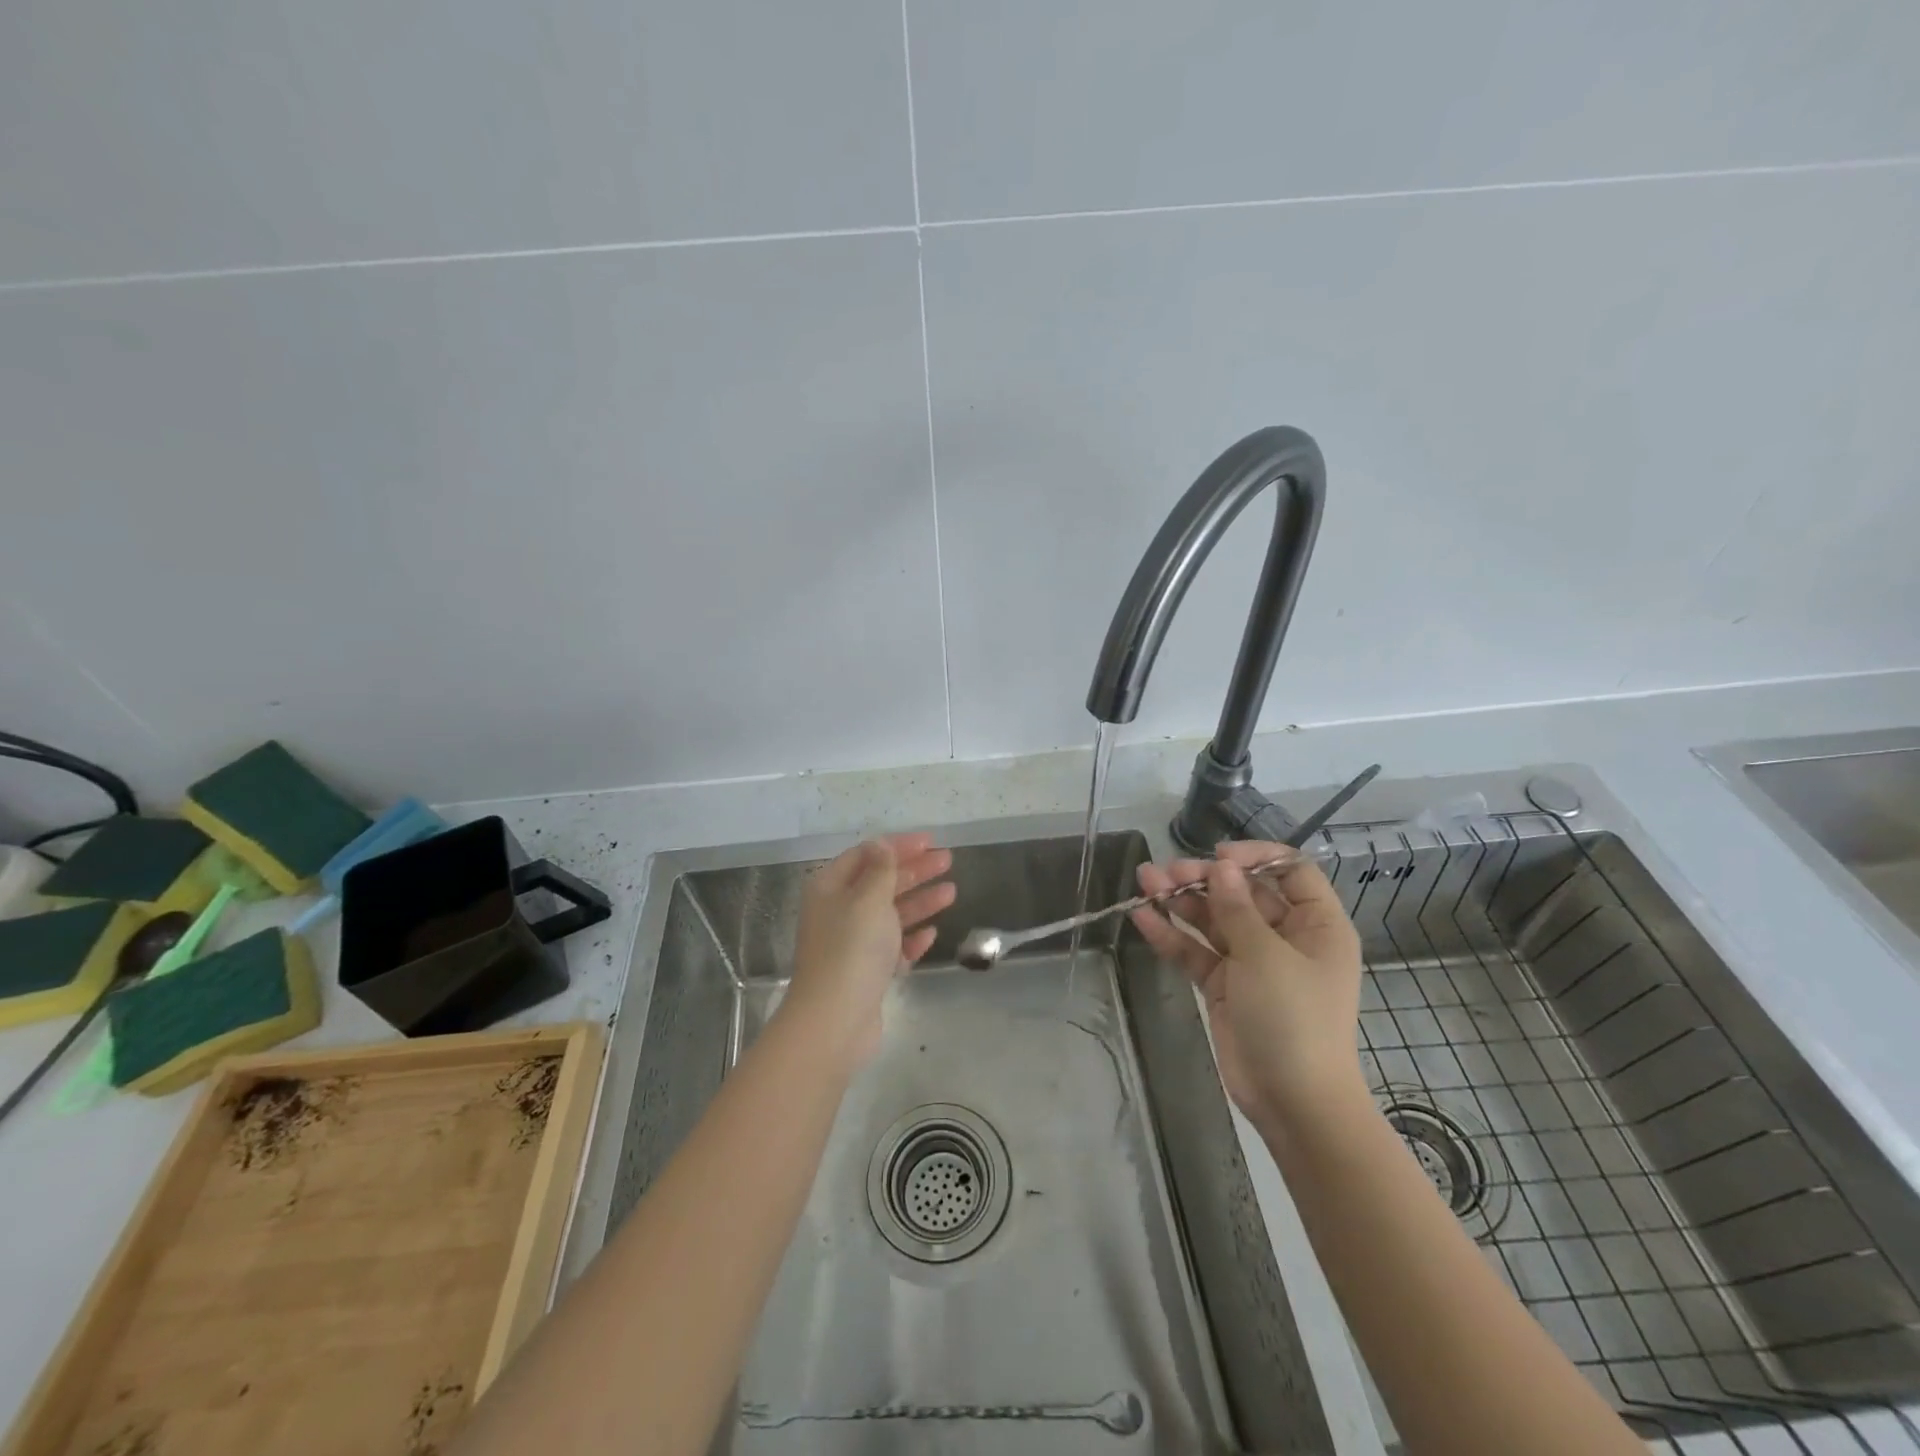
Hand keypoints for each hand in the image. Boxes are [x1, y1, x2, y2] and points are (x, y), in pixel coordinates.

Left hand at [782, 833, 954, 1064]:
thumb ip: (881, 870)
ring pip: (890, 914)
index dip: (897, 845)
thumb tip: (882, 845)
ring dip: (920, 901)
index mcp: (830, 888)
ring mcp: (852, 944)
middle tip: (947, 860)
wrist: (835, 1020)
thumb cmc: (852, 949)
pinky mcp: (866, 972)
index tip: (930, 840)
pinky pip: (893, 947)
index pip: (866, 855)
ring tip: (952, 892)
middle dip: (914, 870)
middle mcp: (838, 912)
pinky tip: (931, 933)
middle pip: (880, 882)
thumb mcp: (869, 899)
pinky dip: (911, 938)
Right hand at [1130, 841, 1366, 1131]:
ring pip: (1214, 920)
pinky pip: (1197, 952)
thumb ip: (1237, 908)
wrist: (1294, 1102)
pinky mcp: (1225, 986)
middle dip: (1204, 879)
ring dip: (1181, 901)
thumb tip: (1221, 866)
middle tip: (1167, 871)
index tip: (1218, 856)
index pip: (1291, 872)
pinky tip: (1143, 917)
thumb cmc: (1294, 1019)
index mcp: (1316, 925)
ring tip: (1144, 881)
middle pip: (1243, 893)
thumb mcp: (1266, 956)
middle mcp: (1285, 938)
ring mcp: (1252, 962)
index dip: (1256, 857)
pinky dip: (1172, 936)